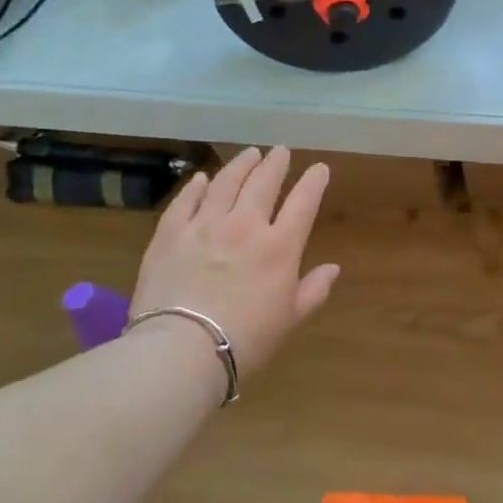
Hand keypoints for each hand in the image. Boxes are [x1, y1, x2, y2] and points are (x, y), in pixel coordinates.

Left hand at [129, 146, 339, 381]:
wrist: (181, 350)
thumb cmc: (246, 340)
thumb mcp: (290, 319)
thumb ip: (313, 290)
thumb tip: (333, 268)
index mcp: (280, 247)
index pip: (303, 203)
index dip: (313, 182)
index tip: (319, 168)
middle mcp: (245, 226)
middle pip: (263, 183)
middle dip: (275, 164)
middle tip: (280, 152)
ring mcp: (204, 226)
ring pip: (225, 183)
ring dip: (240, 165)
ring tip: (249, 153)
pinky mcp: (169, 235)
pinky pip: (185, 201)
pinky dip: (196, 186)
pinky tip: (202, 178)